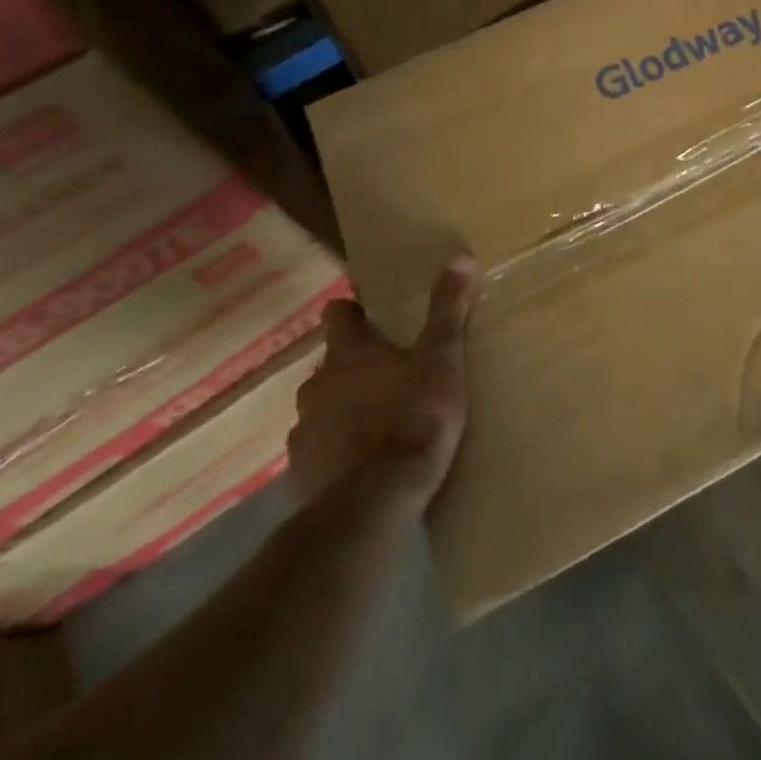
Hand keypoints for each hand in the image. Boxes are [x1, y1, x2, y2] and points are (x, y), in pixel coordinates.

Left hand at [289, 255, 479, 516]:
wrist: (375, 503)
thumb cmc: (413, 418)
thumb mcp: (442, 360)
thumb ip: (447, 310)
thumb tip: (459, 256)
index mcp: (348, 352)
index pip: (337, 314)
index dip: (353, 312)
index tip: (373, 318)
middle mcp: (317, 384)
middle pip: (330, 364)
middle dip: (353, 366)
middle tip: (389, 374)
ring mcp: (303, 431)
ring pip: (321, 407)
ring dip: (342, 409)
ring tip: (377, 421)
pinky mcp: (301, 474)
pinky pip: (318, 450)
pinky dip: (336, 450)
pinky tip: (362, 464)